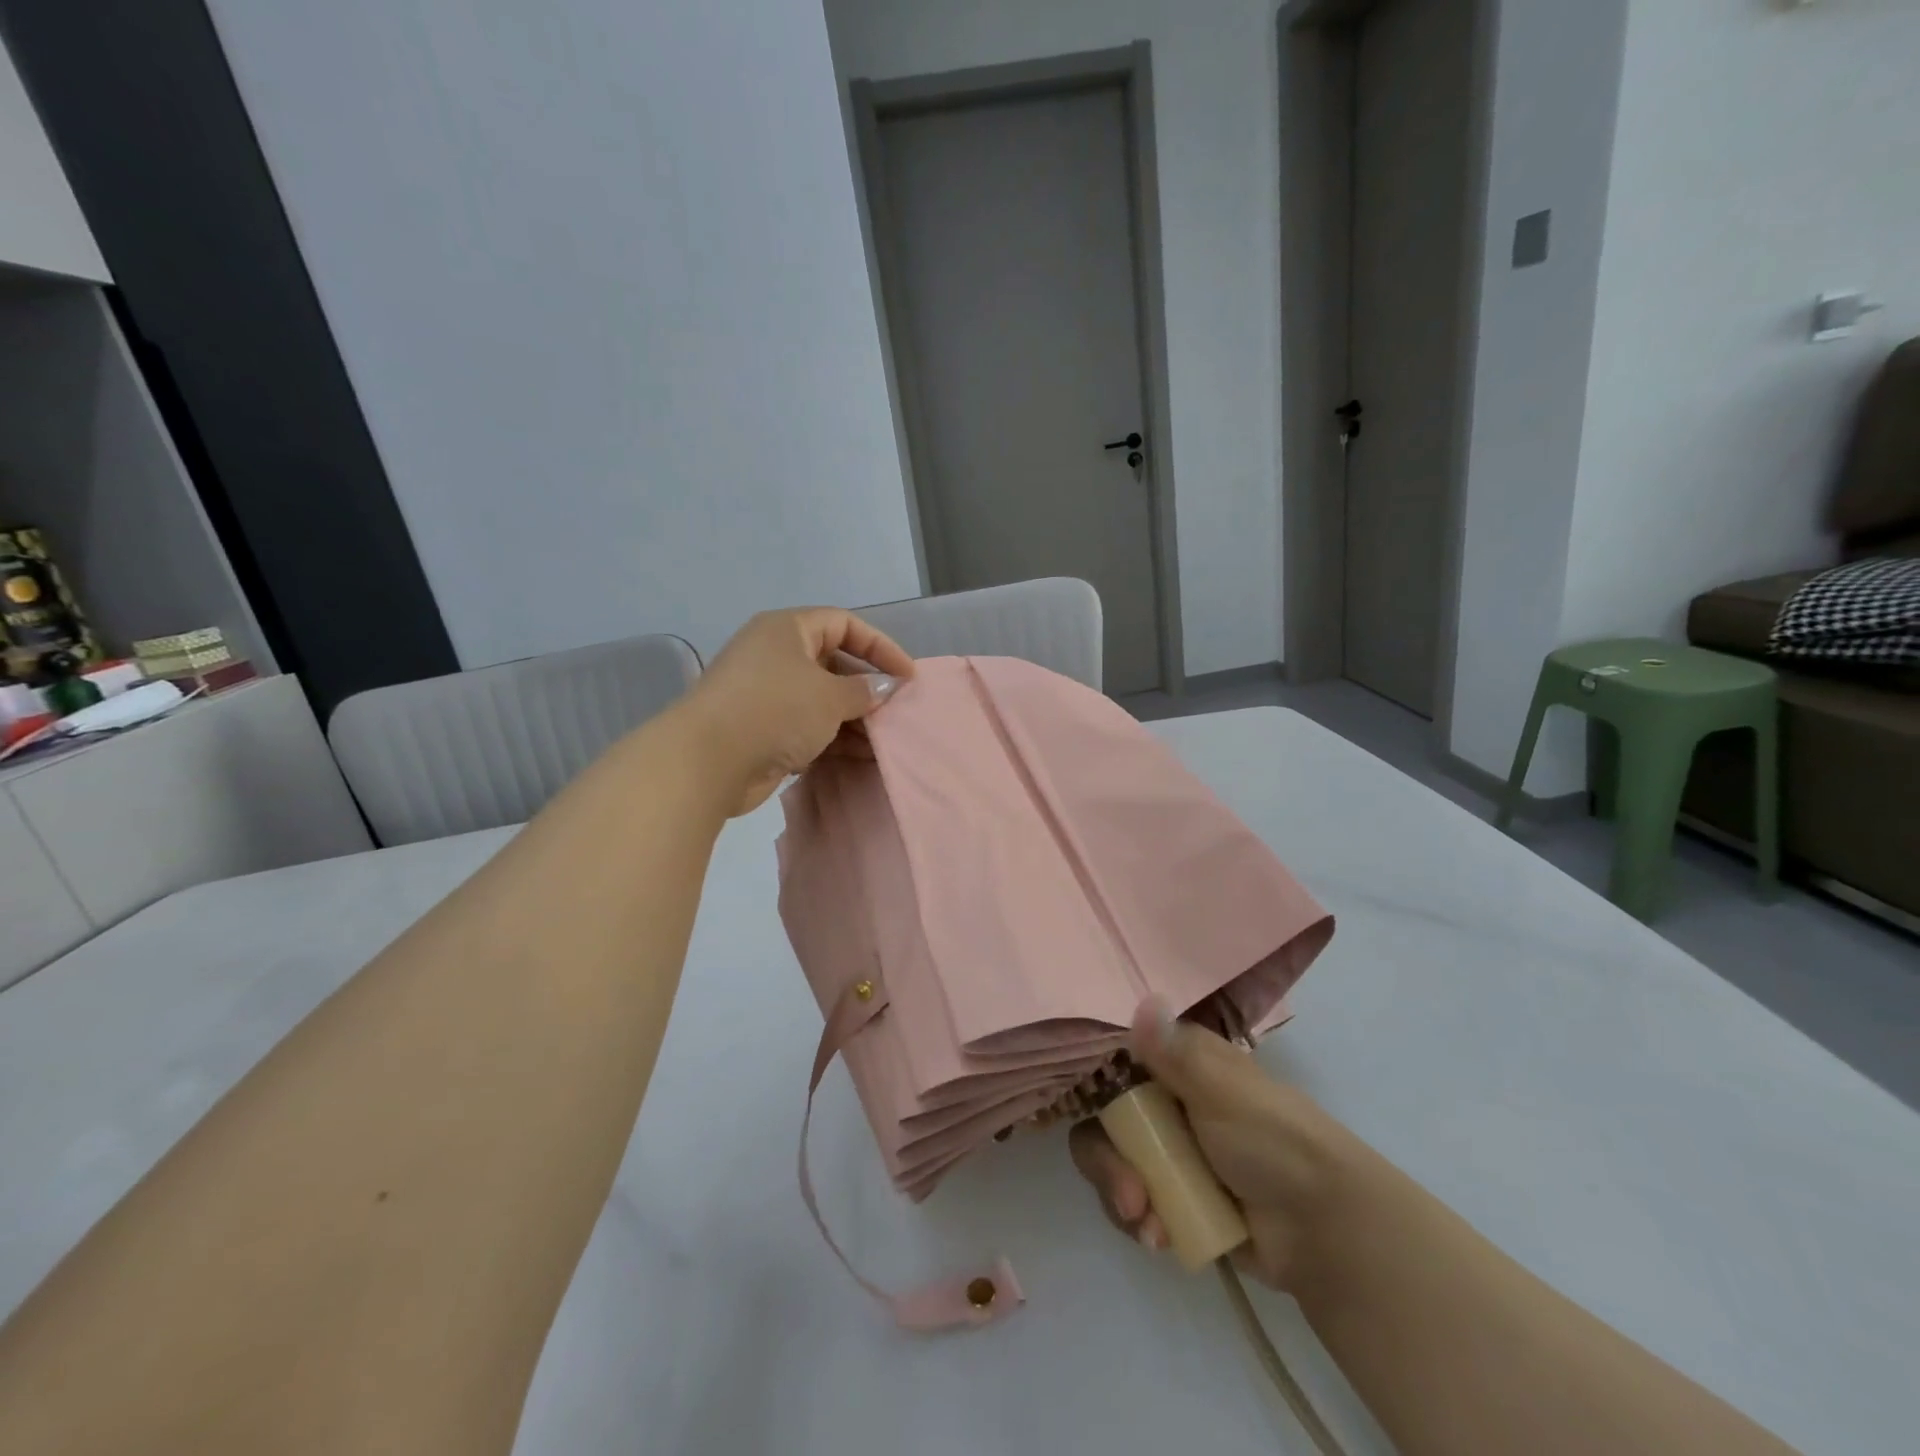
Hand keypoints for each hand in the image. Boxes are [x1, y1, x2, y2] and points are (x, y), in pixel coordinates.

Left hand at [677, 607, 913, 816]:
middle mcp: (776, 655)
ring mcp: (767, 694)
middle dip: (867, 687)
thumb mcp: (829, 696)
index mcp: (787, 630)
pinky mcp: (763, 729)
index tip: (908, 675)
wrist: (708, 760)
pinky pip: (808, 727)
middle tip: (897, 711)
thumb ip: (864, 690)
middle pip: (834, 663)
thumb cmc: (775, 710)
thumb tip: (885, 687)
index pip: (844, 624)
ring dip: (855, 718)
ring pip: (822, 699)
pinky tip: (862, 756)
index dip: (880, 646)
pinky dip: (834, 738)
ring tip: (885, 739)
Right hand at [1069, 1003, 1355, 1289]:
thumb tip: (1144, 997)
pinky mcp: (1173, 1198)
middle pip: (1104, 1119)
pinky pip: (1131, 1203)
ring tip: (1147, 1225)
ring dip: (1121, 1195)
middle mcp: (1164, 1100)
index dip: (1095, 1087)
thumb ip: (1176, 1053)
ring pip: (1111, 1162)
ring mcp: (1167, 1152)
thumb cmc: (1274, 1142)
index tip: (1093, 1115)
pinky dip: (1140, 1221)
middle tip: (1130, 1195)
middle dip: (1107, 1160)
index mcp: (1176, 1062)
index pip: (1112, 1061)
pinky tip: (1160, 1239)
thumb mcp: (1224, 1091)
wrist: (1323, 1230)